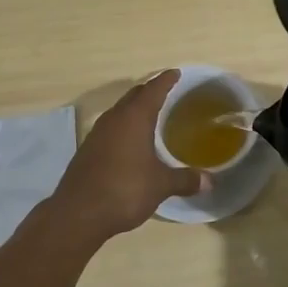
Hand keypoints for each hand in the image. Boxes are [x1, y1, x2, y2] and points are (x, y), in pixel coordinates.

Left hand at [51, 71, 208, 240]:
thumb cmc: (124, 190)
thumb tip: (210, 181)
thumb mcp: (160, 185)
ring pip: (119, 111)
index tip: (176, 73)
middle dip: (149, 91)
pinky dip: (123, 127)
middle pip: (134, 96)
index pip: (153, 89)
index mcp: (134, 118)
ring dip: (134, 109)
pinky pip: (110, 128)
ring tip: (149, 115)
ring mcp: (97, 133)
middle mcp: (114, 119)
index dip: (166, 80)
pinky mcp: (87, 150)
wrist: (78, 214)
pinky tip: (130, 142)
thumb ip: (185, 179)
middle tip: (166, 92)